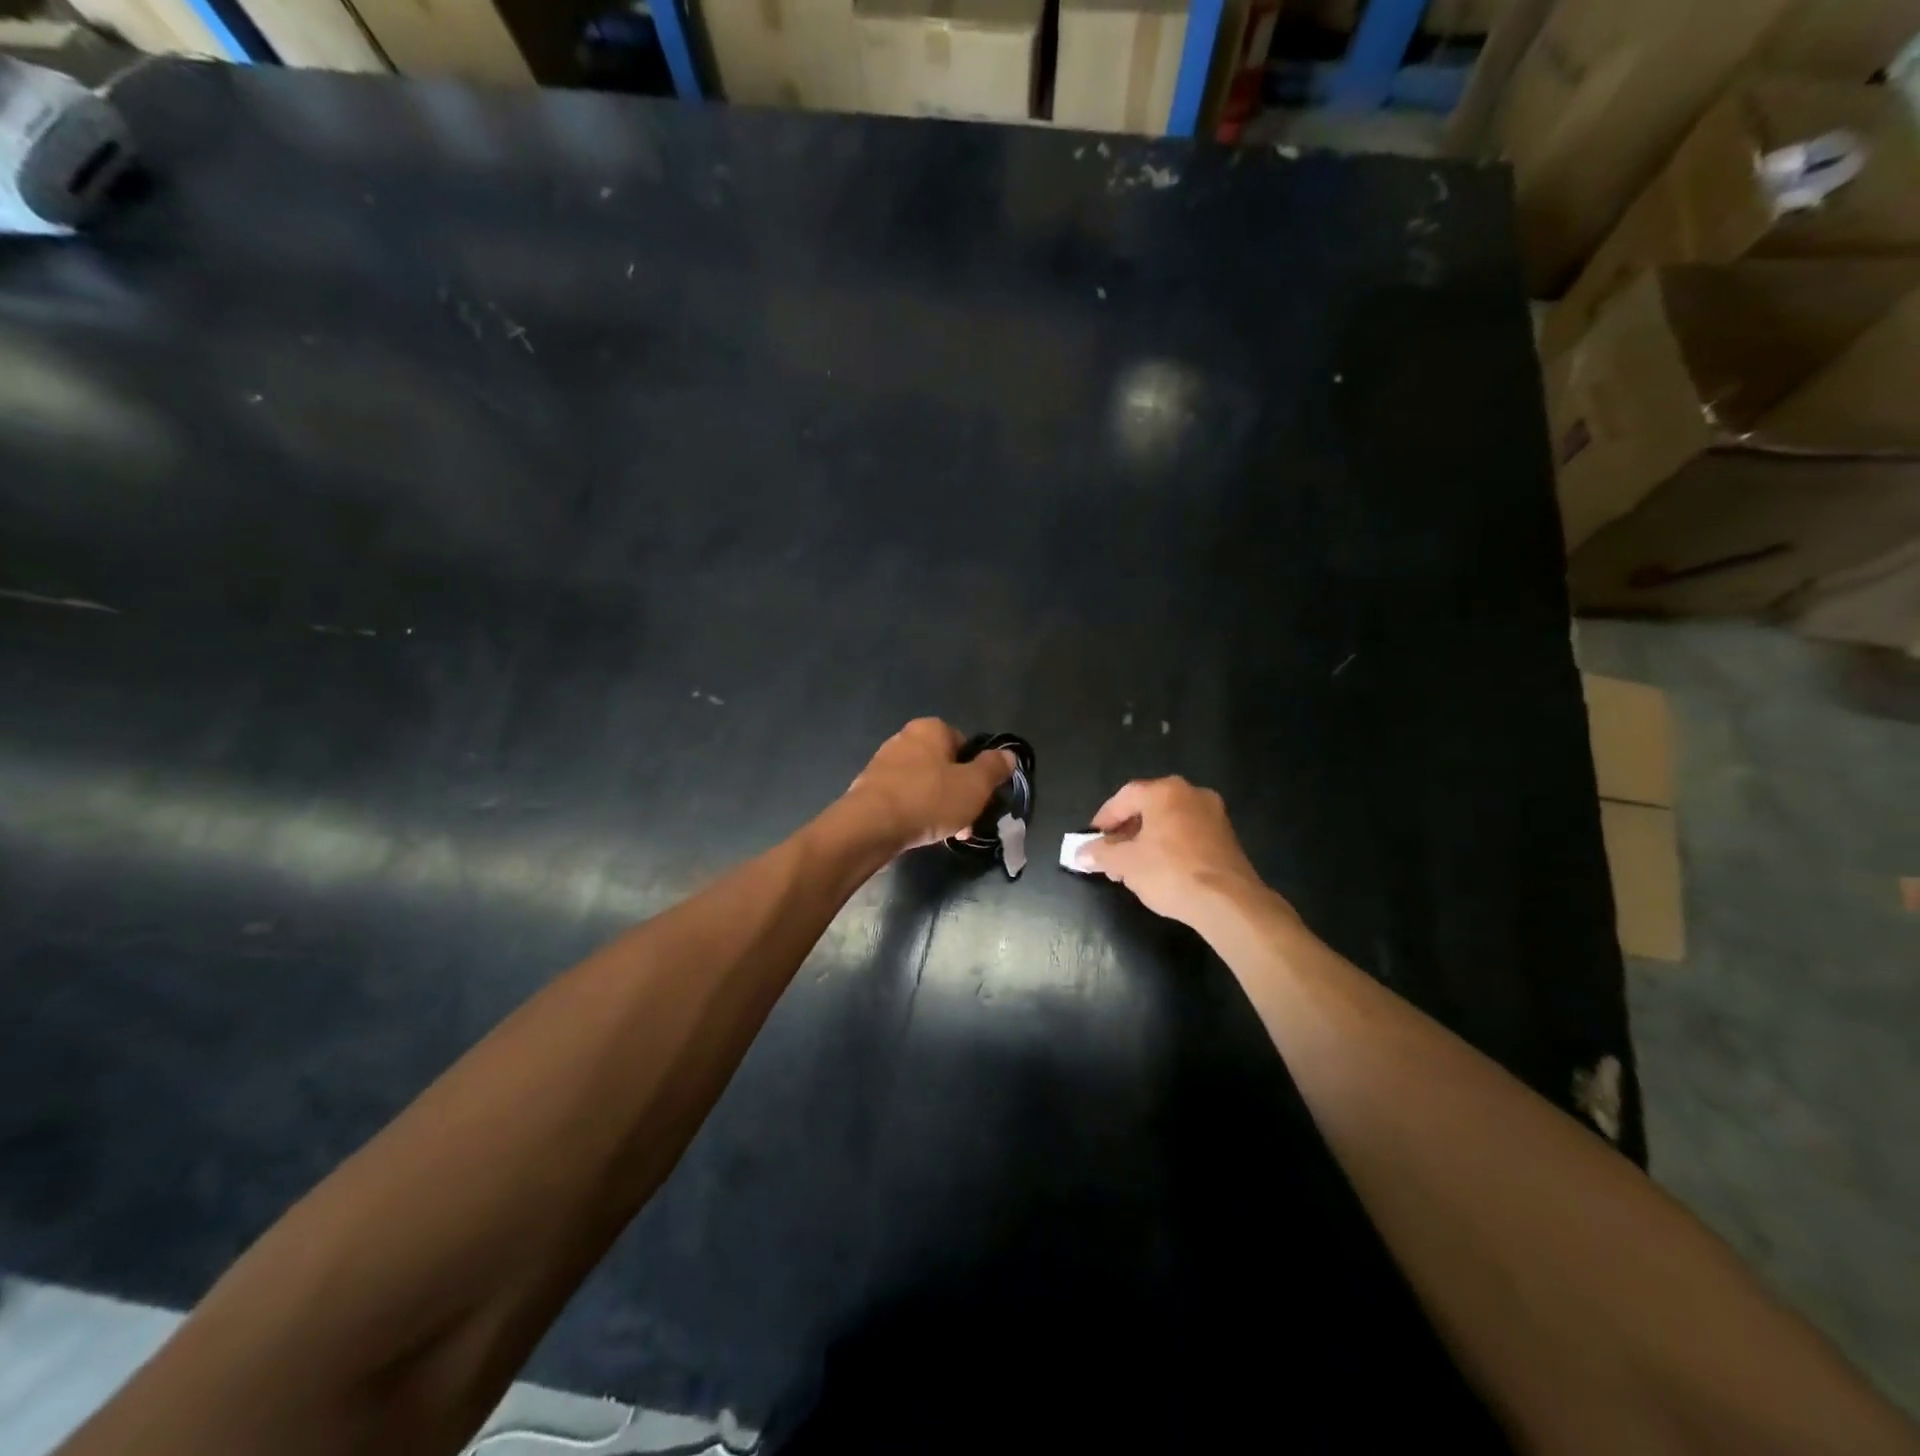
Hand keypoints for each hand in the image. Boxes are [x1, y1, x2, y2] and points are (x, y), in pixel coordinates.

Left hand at [843, 718, 1015, 853]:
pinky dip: (917, 813)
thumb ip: (994, 768)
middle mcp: (905, 738)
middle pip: (944, 766)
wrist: (869, 826)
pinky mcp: (870, 789)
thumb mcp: (974, 785)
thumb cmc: (928, 799)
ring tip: (947, 833)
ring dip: (939, 806)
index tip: (983, 796)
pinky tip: (923, 834)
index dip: (978, 770)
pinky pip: (905, 799)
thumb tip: (1008, 755)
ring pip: (925, 785)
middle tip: (968, 820)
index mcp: (931, 728)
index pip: (965, 743)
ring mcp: (884, 763)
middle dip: (959, 793)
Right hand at [1073, 777, 1270, 925]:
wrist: (1228, 902)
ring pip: (1169, 822)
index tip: (1092, 839)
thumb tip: (1080, 853)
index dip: (1104, 818)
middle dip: (1125, 831)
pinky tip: (1159, 871)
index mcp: (1165, 791)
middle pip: (1148, 807)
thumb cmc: (1170, 872)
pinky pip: (1188, 835)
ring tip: (1131, 868)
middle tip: (1110, 855)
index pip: (1125, 797)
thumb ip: (1100, 853)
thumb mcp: (1125, 863)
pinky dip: (1169, 847)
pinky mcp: (1227, 838)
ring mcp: (1214, 815)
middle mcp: (1191, 794)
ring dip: (1146, 840)